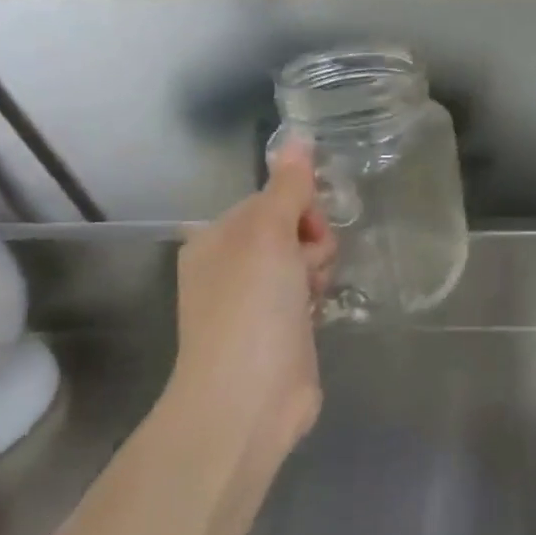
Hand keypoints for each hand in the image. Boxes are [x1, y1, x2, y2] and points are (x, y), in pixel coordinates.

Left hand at [172, 138, 336, 438]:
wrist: (249, 397)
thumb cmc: (251, 307)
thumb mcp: (267, 234)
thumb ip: (288, 187)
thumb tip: (298, 138)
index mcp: (217, 238)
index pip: (273, 199)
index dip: (301, 208)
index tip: (308, 230)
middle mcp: (232, 265)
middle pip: (294, 228)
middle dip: (312, 242)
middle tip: (307, 268)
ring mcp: (255, 300)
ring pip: (306, 260)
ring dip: (318, 270)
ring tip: (311, 295)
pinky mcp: (281, 327)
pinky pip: (309, 290)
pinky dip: (317, 295)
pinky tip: (316, 311)